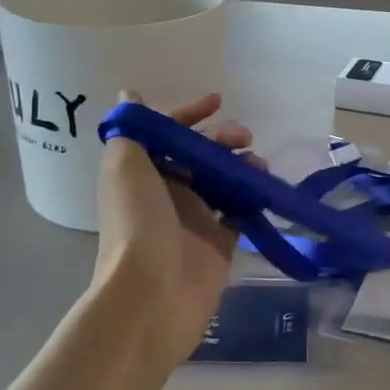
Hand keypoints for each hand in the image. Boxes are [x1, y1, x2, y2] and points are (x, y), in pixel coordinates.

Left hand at [94, 92, 255, 369]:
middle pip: (201, 155)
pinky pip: (240, 212)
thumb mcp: (124, 165)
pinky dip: (253, 197)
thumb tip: (130, 96)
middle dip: (223, 140)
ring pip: (224, 180)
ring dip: (243, 166)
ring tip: (260, 167)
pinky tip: (264, 188)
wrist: (152, 293)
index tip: (217, 103)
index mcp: (144, 172)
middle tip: (245, 138)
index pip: (168, 134)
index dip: (189, 114)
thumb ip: (132, 129)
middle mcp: (169, 192)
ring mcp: (195, 219)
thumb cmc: (137, 222)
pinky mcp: (220, 243)